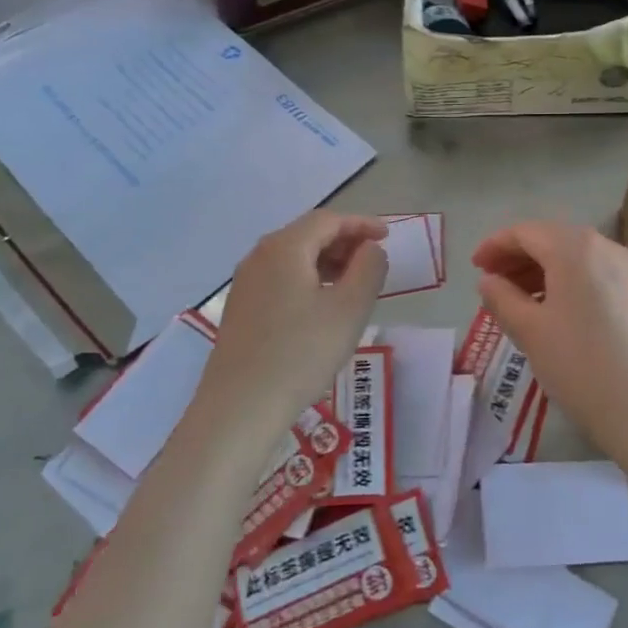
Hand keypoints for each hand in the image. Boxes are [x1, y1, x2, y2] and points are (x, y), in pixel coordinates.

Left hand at [199, 211, 388, 430]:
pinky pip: (280, 278)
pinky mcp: (240, 308)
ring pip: (293, 257)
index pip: (328, 219)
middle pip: (308, 234)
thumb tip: (369, 249)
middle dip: (344, 241)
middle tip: (373, 260)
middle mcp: (259, 256)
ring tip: (353, 284)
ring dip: (327, 262)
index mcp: (284, 247)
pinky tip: (322, 306)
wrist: (240, 407)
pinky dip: (308, 279)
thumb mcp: (350, 309)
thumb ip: (369, 268)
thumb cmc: (302, 353)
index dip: (361, 224)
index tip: (388, 236)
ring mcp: (245, 283)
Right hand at [474, 222, 627, 469]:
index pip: (526, 232)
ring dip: (541, 270)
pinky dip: (566, 282)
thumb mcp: (530, 332)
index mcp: (575, 248)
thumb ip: (502, 299)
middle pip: (552, 239)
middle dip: (518, 256)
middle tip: (491, 283)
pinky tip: (553, 311)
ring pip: (574, 257)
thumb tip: (488, 281)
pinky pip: (593, 274)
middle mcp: (605, 247)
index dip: (495, 245)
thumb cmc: (582, 366)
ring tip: (516, 300)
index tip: (474, 267)